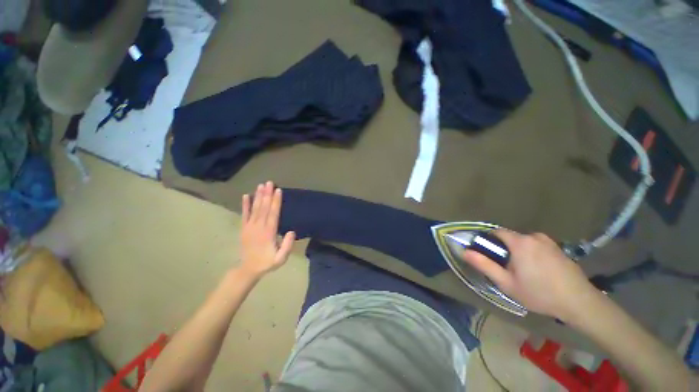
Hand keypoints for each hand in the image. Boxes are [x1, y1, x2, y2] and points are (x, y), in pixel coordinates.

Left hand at [239, 182, 295, 277]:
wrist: (248, 269)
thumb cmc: (267, 262)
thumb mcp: (281, 259)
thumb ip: (287, 246)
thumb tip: (291, 231)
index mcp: (268, 233)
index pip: (273, 214)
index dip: (276, 202)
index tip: (278, 190)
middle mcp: (258, 227)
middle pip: (264, 208)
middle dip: (267, 194)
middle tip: (269, 182)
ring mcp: (249, 227)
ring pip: (255, 209)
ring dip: (258, 196)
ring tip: (260, 185)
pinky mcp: (243, 228)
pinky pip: (244, 215)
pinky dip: (245, 205)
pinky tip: (246, 195)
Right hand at [461, 230, 595, 320]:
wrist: (580, 303)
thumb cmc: (539, 293)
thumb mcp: (506, 283)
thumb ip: (484, 265)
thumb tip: (464, 251)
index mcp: (520, 242)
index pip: (496, 232)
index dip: (489, 241)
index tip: (489, 255)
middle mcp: (534, 236)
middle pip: (510, 238)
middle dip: (505, 250)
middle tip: (507, 269)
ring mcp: (549, 242)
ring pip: (524, 243)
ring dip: (519, 253)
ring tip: (524, 273)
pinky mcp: (559, 248)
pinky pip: (537, 246)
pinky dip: (532, 254)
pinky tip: (539, 272)